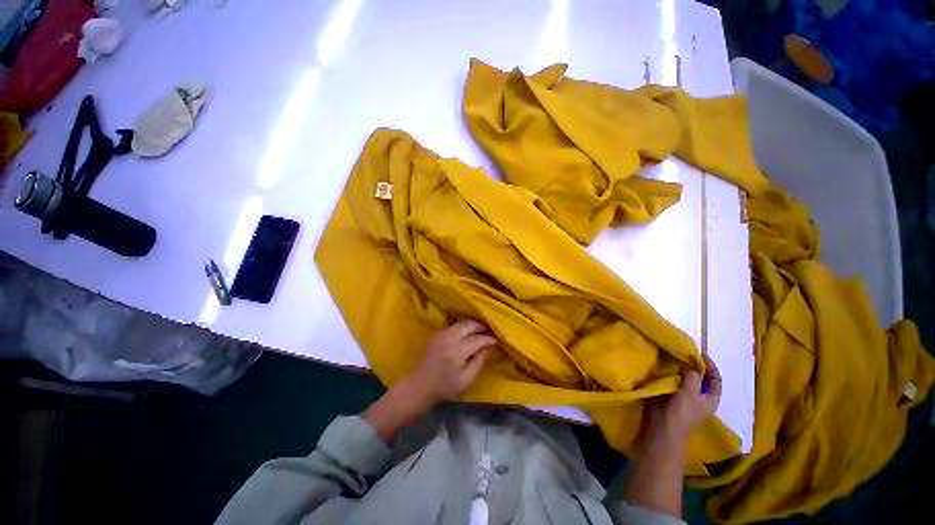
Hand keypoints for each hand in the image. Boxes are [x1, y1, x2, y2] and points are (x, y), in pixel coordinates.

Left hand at [407, 320, 496, 404]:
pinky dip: (464, 327)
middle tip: (490, 332)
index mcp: (456, 352)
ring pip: (461, 323)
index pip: (477, 340)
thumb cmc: (444, 388)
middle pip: (468, 325)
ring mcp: (441, 334)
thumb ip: (479, 362)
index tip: (496, 341)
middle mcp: (448, 339)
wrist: (419, 386)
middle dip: (481, 327)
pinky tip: (469, 333)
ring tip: (481, 331)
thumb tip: (488, 348)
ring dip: (473, 325)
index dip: (488, 339)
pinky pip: (454, 326)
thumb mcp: (466, 380)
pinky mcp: (437, 334)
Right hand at [655, 353, 721, 438]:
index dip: (710, 366)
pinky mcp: (669, 393)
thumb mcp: (691, 393)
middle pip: (699, 376)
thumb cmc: (681, 413)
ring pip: (684, 376)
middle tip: (683, 352)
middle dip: (692, 364)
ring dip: (679, 367)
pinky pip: (671, 378)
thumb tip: (689, 362)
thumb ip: (693, 376)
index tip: (699, 354)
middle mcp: (699, 395)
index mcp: (710, 398)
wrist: (662, 427)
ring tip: (672, 355)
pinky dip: (668, 371)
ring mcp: (683, 394)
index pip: (715, 379)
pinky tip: (663, 365)